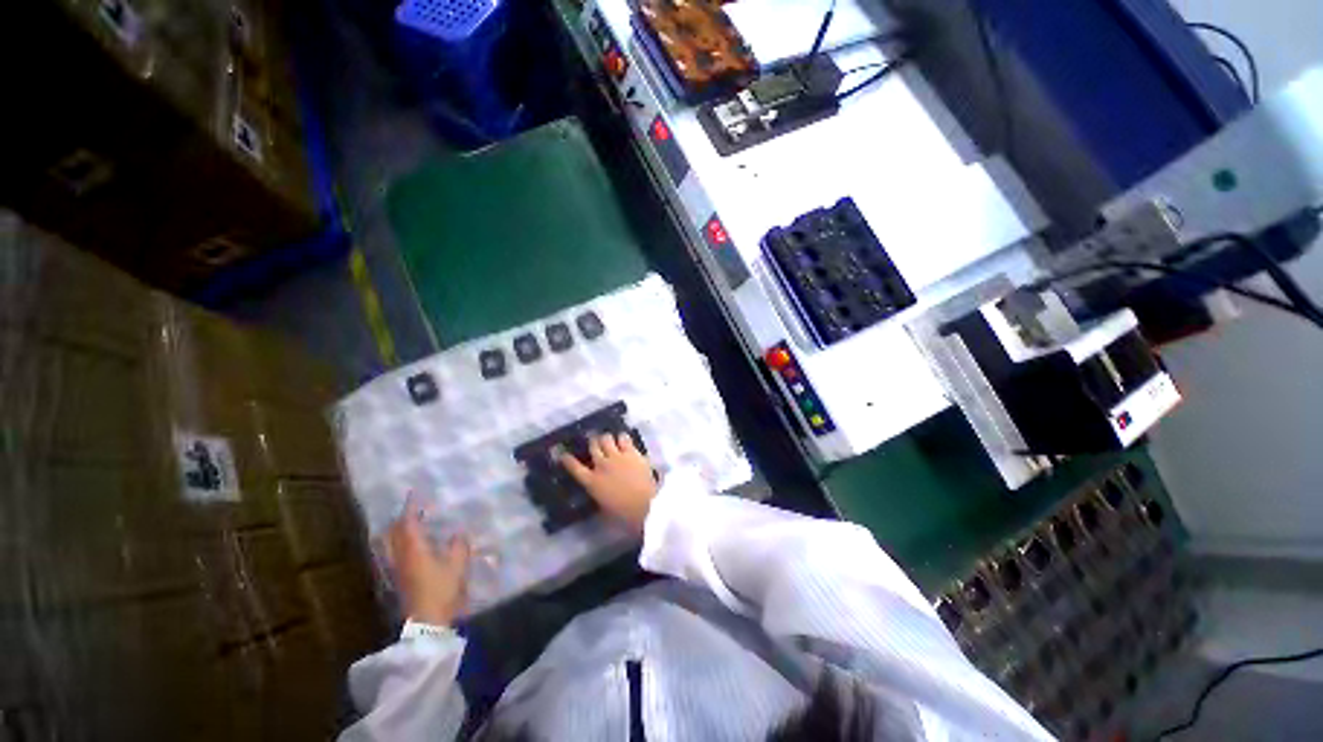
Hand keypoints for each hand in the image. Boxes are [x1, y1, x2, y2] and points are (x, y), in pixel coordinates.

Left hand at [386, 494, 470, 625]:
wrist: (427, 624)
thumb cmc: (442, 590)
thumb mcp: (457, 565)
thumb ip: (458, 546)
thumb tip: (458, 532)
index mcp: (414, 550)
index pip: (408, 523)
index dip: (411, 508)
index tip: (414, 494)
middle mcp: (400, 557)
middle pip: (393, 534)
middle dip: (400, 519)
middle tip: (412, 509)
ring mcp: (397, 570)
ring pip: (391, 545)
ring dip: (397, 532)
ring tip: (409, 525)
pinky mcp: (398, 581)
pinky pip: (394, 555)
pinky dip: (399, 545)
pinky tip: (410, 547)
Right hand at [561, 432, 657, 530]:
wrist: (645, 505)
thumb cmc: (624, 514)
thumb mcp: (605, 509)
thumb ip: (599, 496)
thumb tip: (599, 492)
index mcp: (592, 483)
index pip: (574, 467)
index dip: (567, 460)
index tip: (563, 454)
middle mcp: (601, 466)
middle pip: (593, 446)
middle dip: (593, 443)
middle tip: (596, 443)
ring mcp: (617, 457)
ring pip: (606, 438)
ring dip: (607, 439)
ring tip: (610, 440)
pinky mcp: (632, 452)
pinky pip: (624, 438)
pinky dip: (622, 438)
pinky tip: (624, 440)